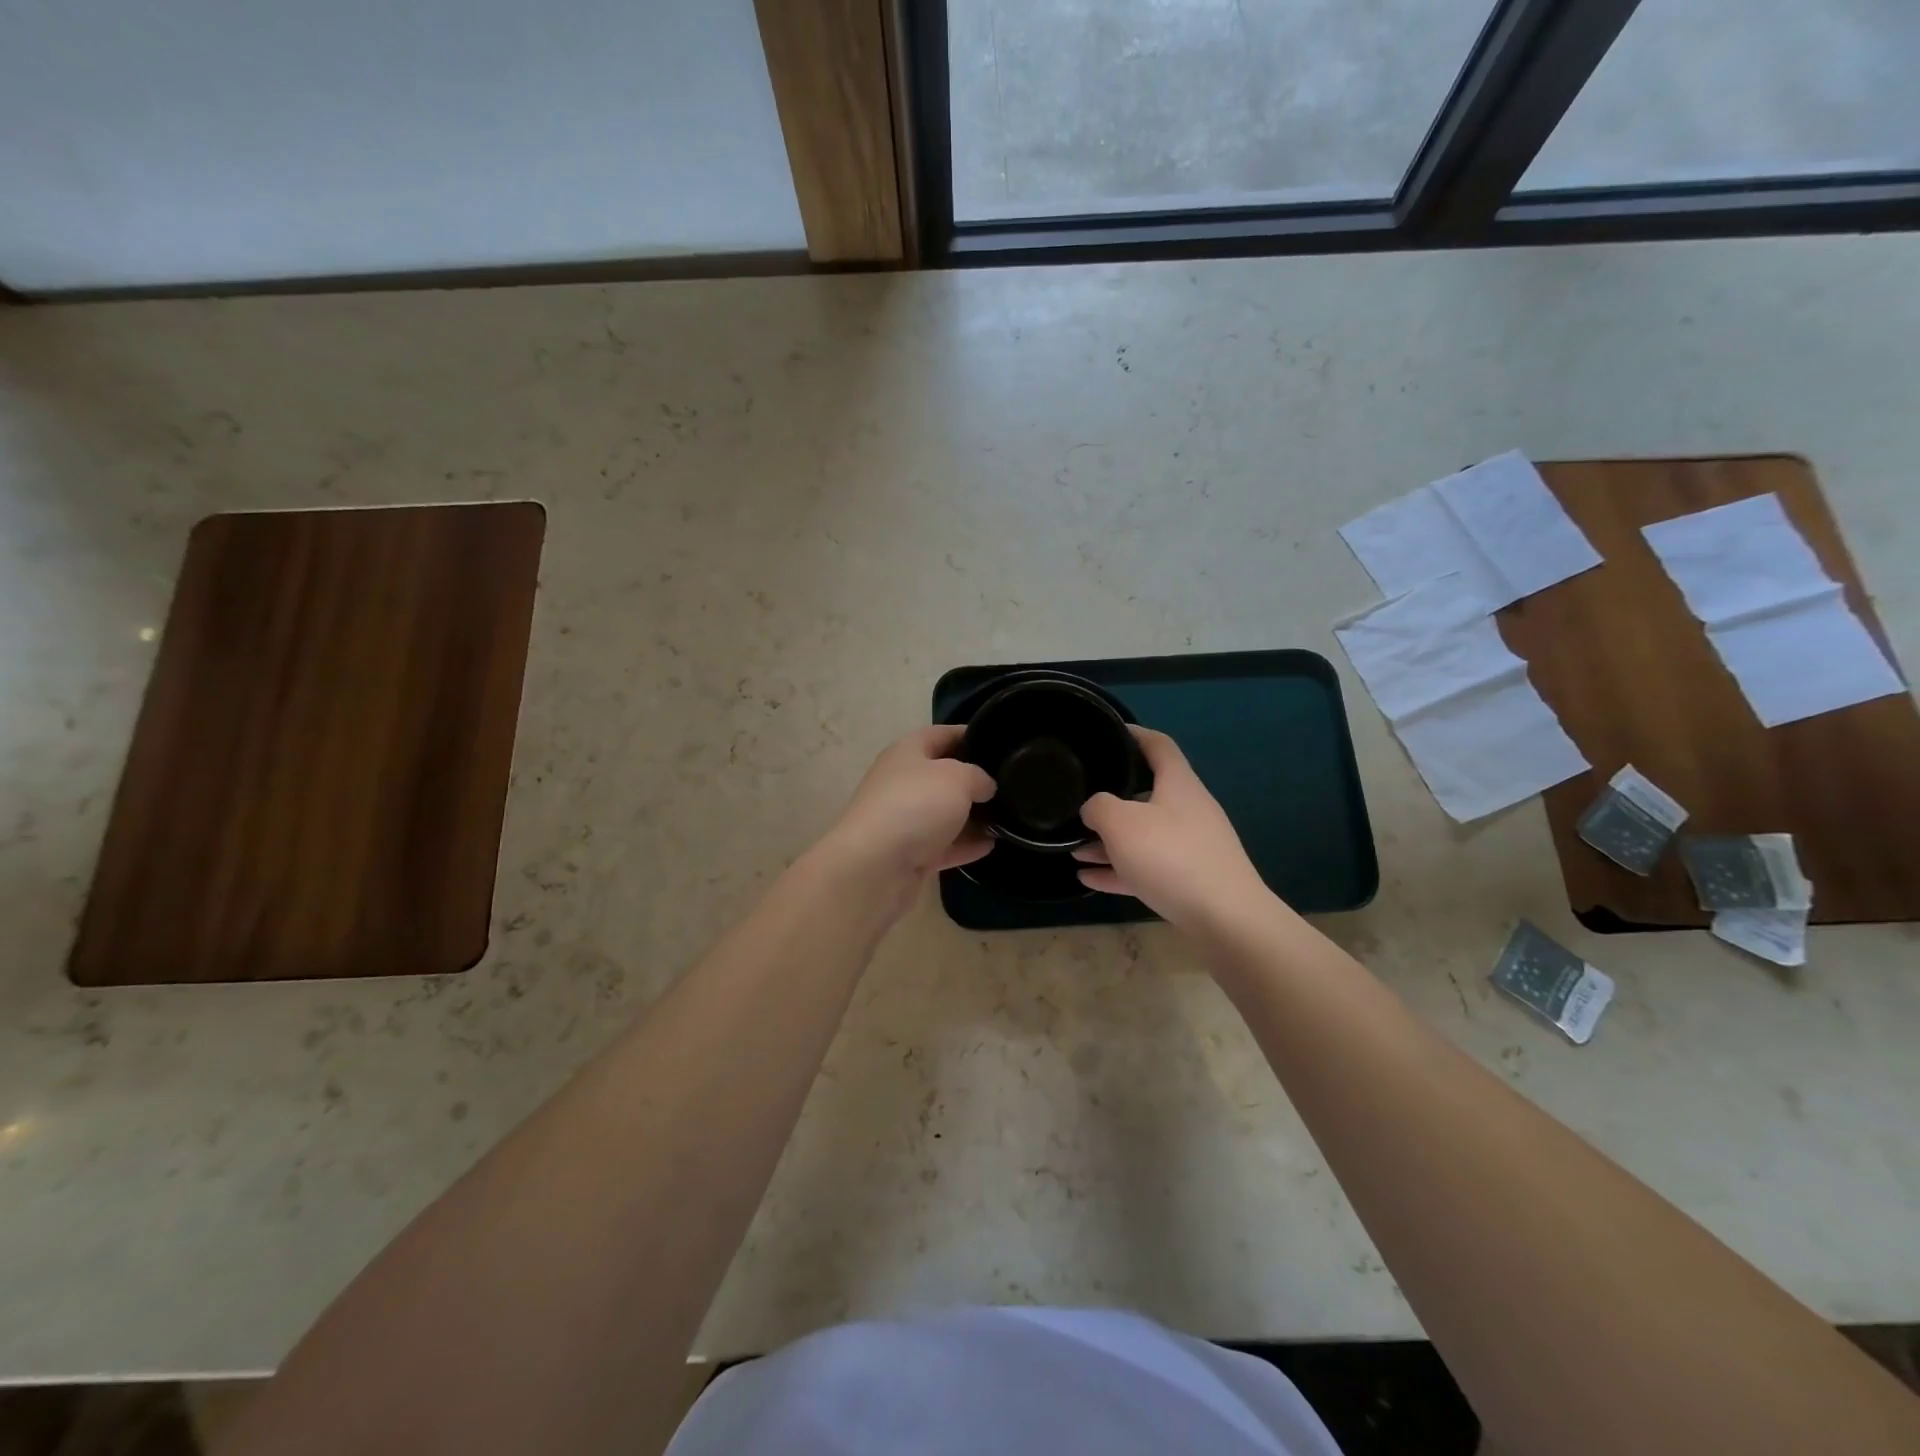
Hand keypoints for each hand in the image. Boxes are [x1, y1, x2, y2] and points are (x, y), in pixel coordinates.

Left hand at [815, 726, 995, 903]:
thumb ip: (978, 776)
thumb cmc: (916, 806)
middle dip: (974, 780)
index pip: (941, 734)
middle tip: (1009, 784)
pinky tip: (991, 845)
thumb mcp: (957, 778)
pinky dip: (965, 845)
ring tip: (1007, 817)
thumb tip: (985, 786)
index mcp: (907, 753)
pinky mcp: (908, 854)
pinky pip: (943, 845)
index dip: (970, 734)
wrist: (875, 867)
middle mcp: (902, 783)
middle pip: (942, 775)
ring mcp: (903, 820)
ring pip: (943, 813)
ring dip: (972, 816)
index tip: (999, 742)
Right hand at [1074, 727, 1272, 933]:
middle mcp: (1188, 809)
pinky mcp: (1190, 880)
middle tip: (1080, 799)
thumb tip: (1093, 808)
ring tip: (1073, 848)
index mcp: (1178, 784)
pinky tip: (1088, 878)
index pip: (1158, 745)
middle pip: (1147, 794)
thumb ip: (1098, 806)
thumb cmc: (1171, 857)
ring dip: (1109, 840)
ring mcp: (1191, 846)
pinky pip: (1146, 867)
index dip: (1134, 734)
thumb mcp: (1121, 823)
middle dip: (1111, 799)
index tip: (1108, 732)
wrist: (1226, 919)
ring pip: (1143, 835)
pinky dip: (1118, 869)